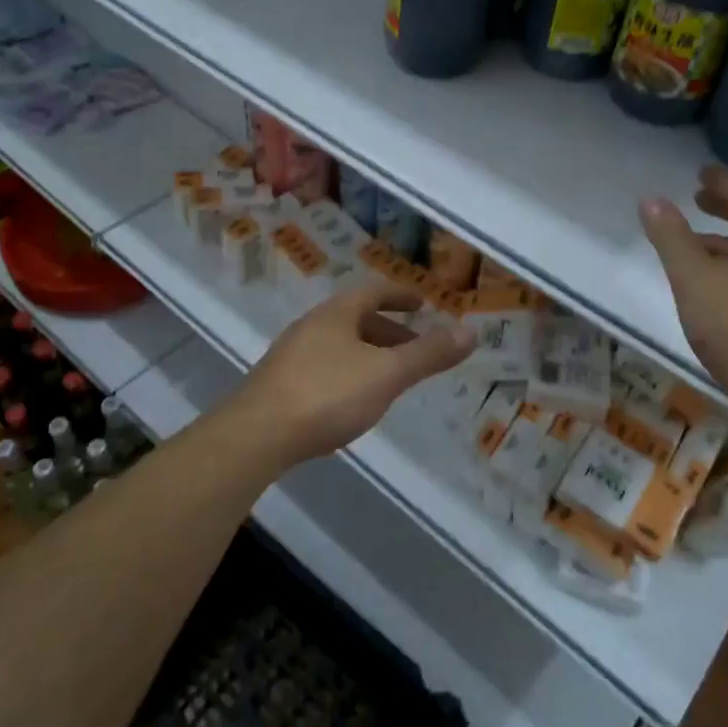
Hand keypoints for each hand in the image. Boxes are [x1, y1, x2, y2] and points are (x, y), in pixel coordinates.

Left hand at [227, 282, 475, 467]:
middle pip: (355, 318)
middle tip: (414, 346)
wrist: (256, 435)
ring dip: (367, 352)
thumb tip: (471, 331)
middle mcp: (310, 326)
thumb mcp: (387, 374)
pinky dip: (347, 372)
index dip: (400, 295)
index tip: (421, 303)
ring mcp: (290, 355)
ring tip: (389, 376)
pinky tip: (351, 400)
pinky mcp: (278, 384)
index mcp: (336, 314)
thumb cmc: (327, 395)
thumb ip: (428, 354)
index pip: (372, 291)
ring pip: (338, 344)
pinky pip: (322, 366)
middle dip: (388, 329)